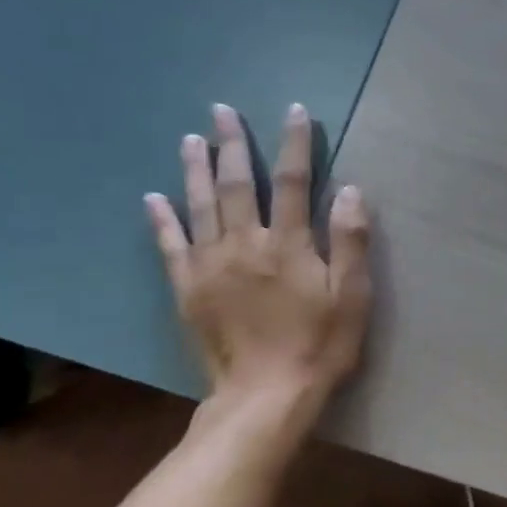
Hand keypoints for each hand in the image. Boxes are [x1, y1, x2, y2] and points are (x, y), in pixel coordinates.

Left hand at [146, 102, 370, 409]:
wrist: (265, 395)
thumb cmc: (319, 344)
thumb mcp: (352, 296)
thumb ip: (351, 241)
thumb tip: (350, 190)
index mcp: (289, 244)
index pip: (295, 181)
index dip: (295, 144)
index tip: (296, 111)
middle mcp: (246, 244)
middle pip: (240, 184)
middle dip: (233, 145)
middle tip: (222, 111)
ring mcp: (211, 266)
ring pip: (202, 206)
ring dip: (197, 170)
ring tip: (191, 139)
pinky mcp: (188, 289)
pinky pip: (170, 246)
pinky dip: (162, 220)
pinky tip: (153, 198)